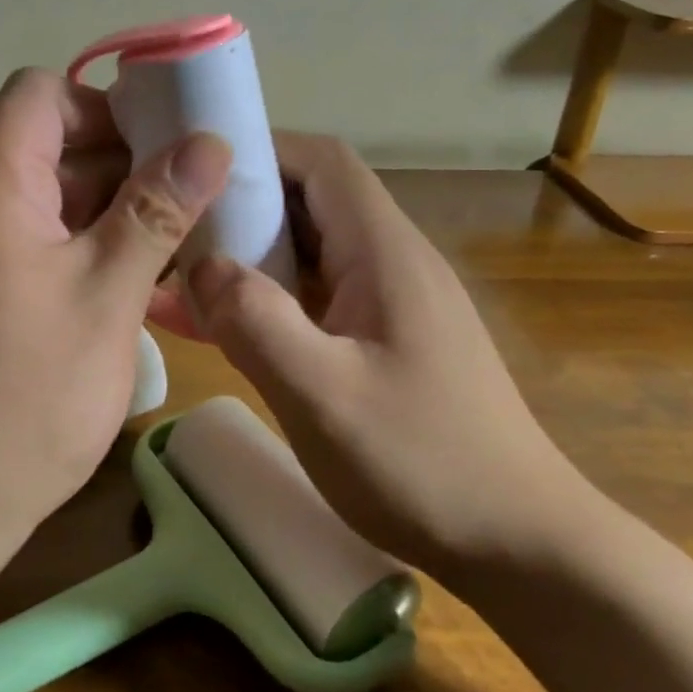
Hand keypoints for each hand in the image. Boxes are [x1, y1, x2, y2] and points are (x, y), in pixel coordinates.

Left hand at [0, 68, 231, 558]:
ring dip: (109, 212)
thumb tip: (209, 141)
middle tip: (193, 202)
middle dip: (123, 163)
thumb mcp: (105, 297)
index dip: (106, 107)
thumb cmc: (23, 399)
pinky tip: (131, 285)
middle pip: (49, 145)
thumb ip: (157, 211)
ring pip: (47, 199)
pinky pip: (33, 244)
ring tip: (176, 246)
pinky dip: (82, 249)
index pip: (41, 94)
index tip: (166, 150)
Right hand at [186, 134, 591, 572]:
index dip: (261, 150)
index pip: (323, 163)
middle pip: (312, 202)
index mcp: (385, 253)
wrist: (518, 540)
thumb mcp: (323, 395)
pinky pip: (318, 298)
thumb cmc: (423, 463)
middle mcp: (392, 262)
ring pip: (310, 253)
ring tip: (183, 276)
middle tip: (174, 228)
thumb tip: (202, 266)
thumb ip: (256, 322)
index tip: (195, 171)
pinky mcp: (386, 339)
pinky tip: (224, 327)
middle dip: (242, 207)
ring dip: (250, 258)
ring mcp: (391, 303)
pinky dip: (271, 301)